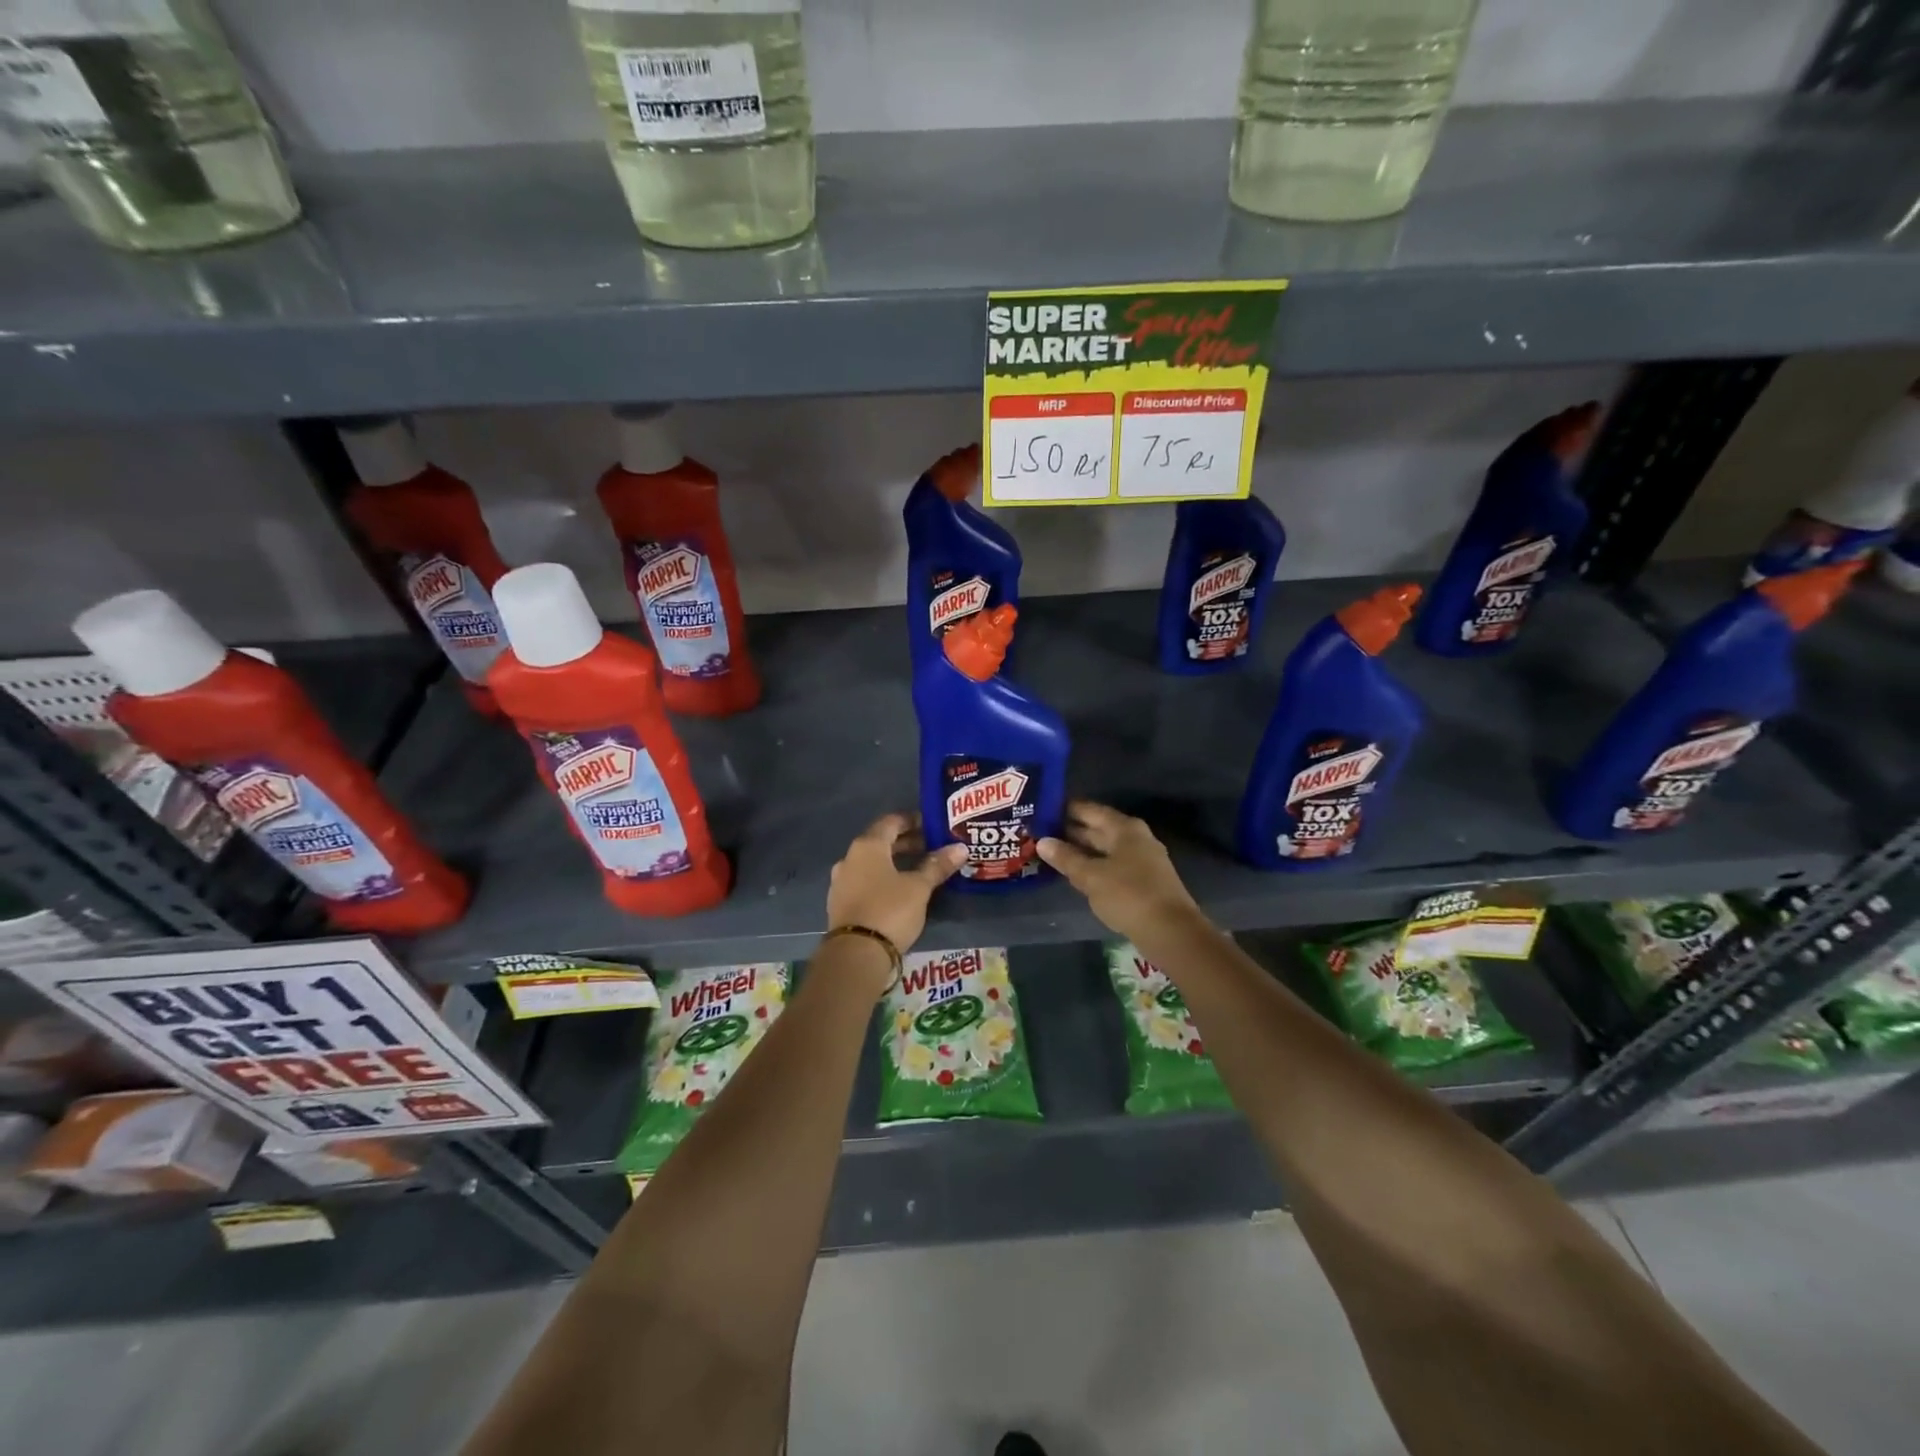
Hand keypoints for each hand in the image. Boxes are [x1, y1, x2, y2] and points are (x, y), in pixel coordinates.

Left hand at [827, 813, 966, 956]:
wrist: (855, 954)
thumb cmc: (890, 910)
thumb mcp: (919, 887)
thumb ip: (937, 865)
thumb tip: (960, 848)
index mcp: (867, 846)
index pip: (892, 821)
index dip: (913, 820)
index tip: (933, 826)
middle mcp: (849, 858)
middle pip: (881, 842)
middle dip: (906, 843)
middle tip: (932, 848)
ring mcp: (841, 882)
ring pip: (872, 863)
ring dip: (894, 862)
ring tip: (919, 870)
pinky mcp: (840, 903)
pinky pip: (865, 881)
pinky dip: (883, 879)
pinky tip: (899, 891)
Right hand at [1038, 801, 1201, 944]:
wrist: (1170, 931)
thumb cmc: (1128, 895)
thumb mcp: (1091, 876)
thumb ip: (1066, 858)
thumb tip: (1042, 842)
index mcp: (1124, 828)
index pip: (1090, 810)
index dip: (1065, 809)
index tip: (1041, 810)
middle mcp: (1135, 838)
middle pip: (1098, 828)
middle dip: (1070, 831)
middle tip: (1039, 832)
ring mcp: (1141, 859)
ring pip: (1104, 849)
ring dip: (1080, 850)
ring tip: (1051, 852)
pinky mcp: (1143, 881)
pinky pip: (1112, 865)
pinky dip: (1093, 866)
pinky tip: (1075, 873)